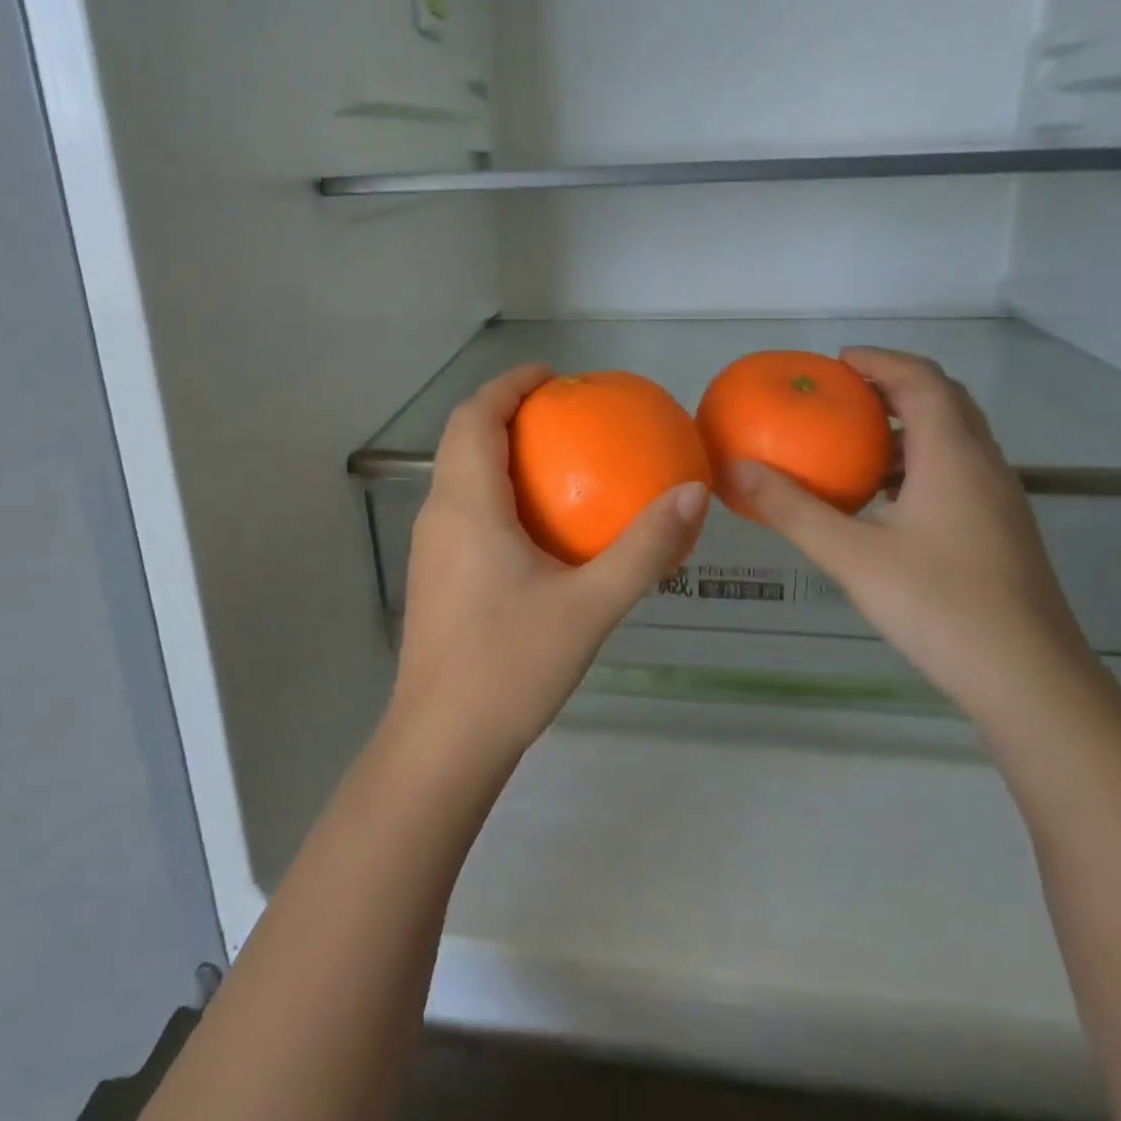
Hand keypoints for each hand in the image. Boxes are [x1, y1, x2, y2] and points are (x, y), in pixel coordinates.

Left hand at [392, 363, 708, 764]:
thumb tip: (691, 493)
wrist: (443, 743)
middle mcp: (438, 514)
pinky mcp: (433, 576)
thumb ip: (644, 548)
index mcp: (466, 505)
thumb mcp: (590, 606)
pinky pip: (461, 508)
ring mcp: (429, 547)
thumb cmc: (511, 667)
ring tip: (554, 457)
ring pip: (458, 474)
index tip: (553, 376)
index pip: (474, 417)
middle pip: (461, 437)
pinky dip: (494, 490)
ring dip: (497, 450)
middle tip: (562, 412)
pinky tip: (536, 525)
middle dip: (505, 411)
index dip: (509, 385)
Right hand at [728, 348, 1090, 713]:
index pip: (921, 380)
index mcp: (953, 456)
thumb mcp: (851, 556)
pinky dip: (921, 461)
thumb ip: (792, 509)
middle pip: (945, 400)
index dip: (880, 360)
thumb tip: (735, 469)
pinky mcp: (1001, 531)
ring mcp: (1000, 500)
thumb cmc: (939, 607)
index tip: (837, 362)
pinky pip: (959, 470)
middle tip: (844, 394)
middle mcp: (984, 466)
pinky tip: (886, 500)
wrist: (1031, 682)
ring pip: (957, 437)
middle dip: (895, 385)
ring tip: (856, 442)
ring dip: (910, 425)